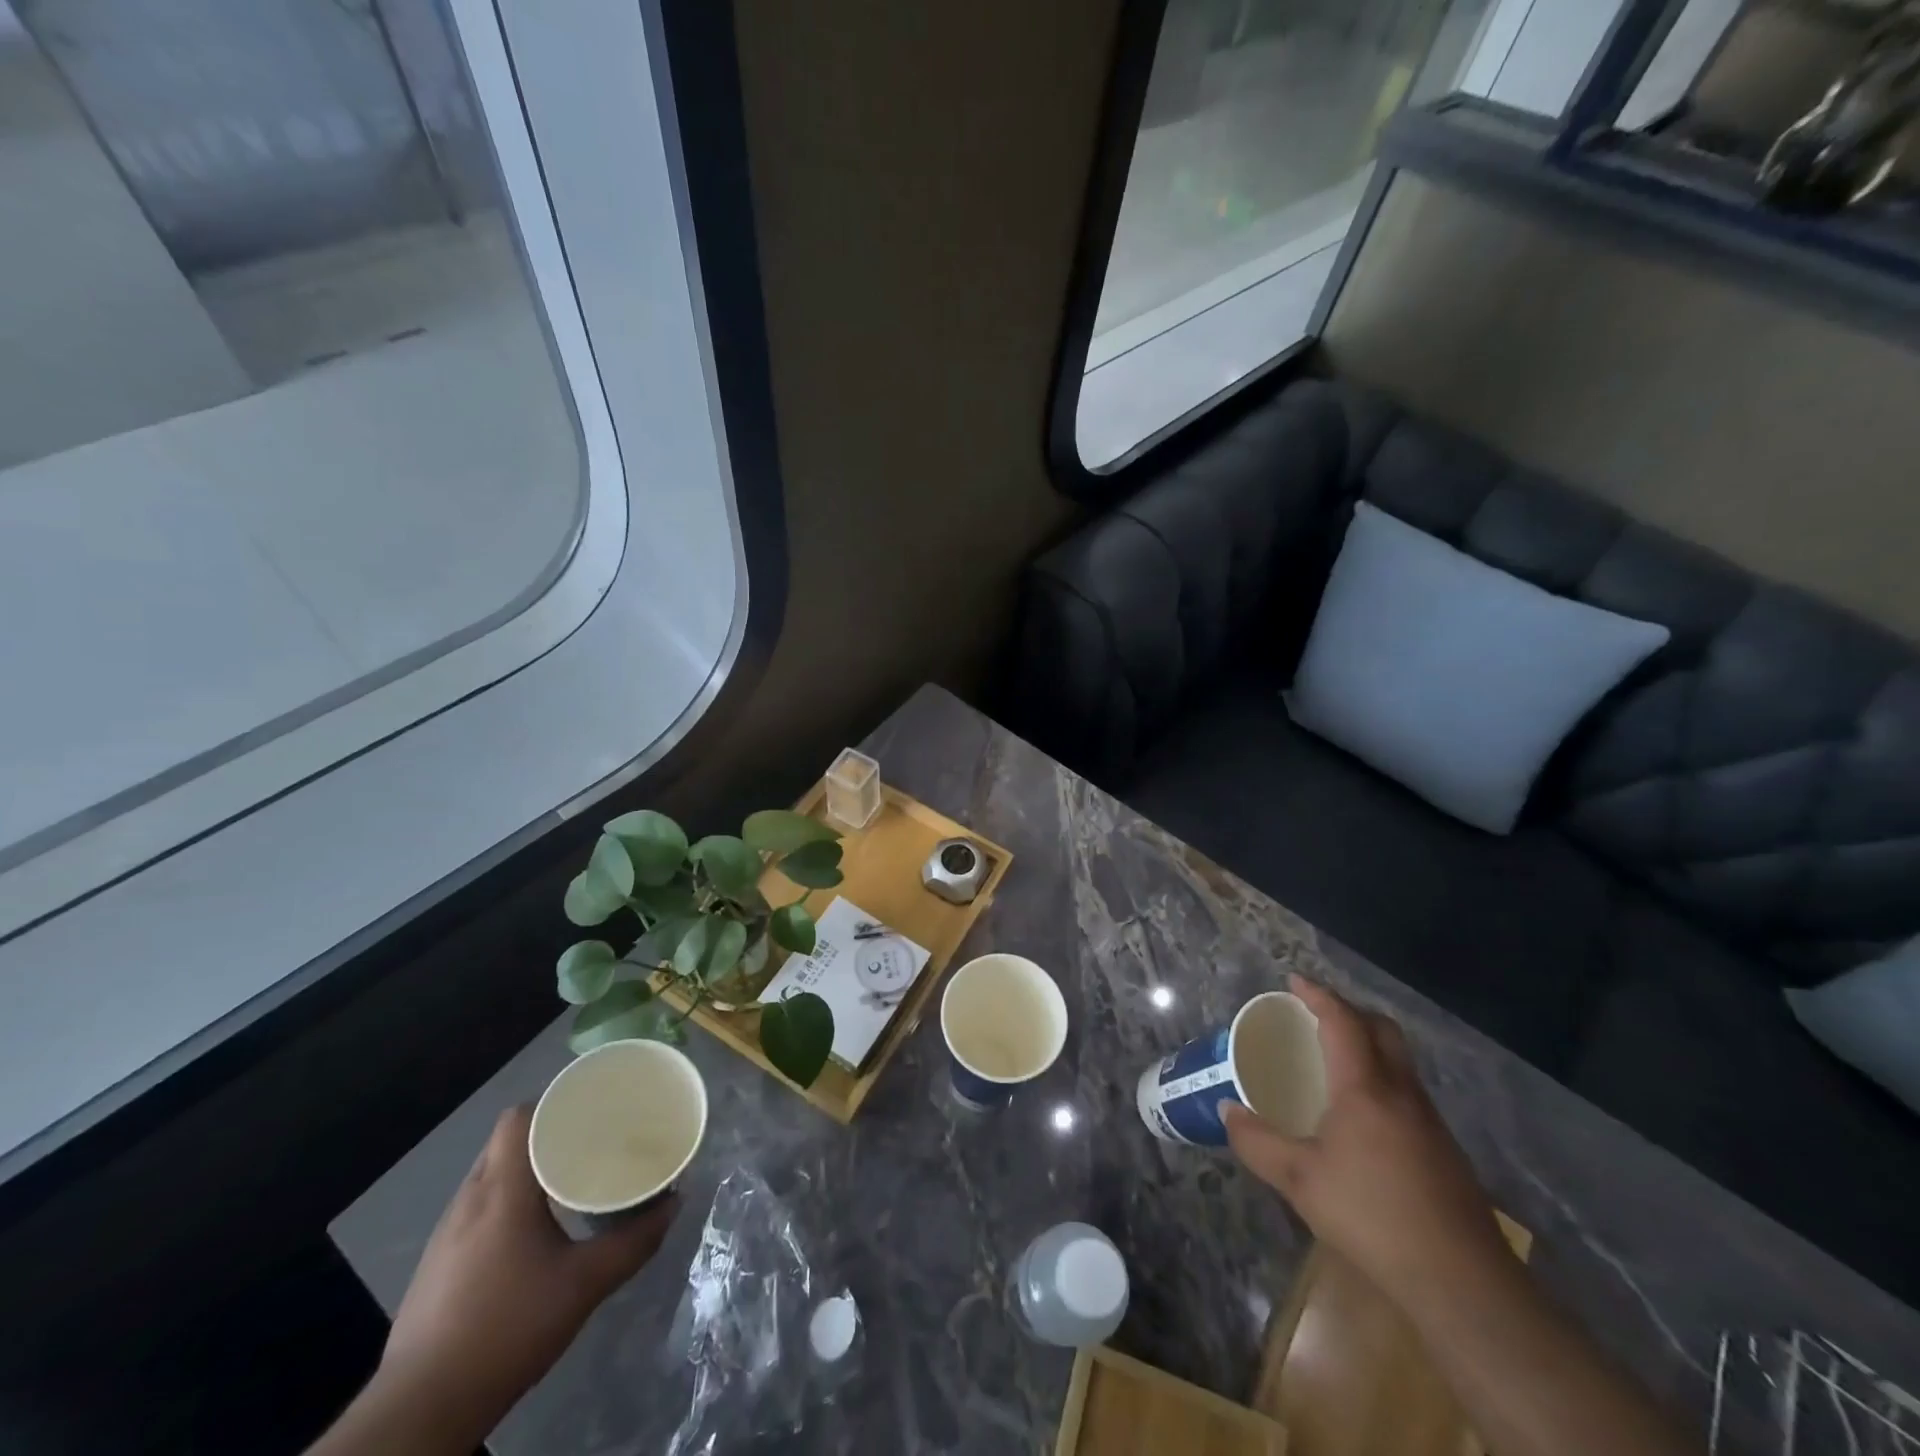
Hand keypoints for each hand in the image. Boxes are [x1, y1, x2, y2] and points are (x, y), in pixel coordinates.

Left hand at [374, 1105, 677, 1445]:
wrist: (420, 1411)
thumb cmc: (507, 1329)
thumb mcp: (584, 1284)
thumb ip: (634, 1241)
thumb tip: (674, 1203)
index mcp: (502, 1190)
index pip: (519, 1117)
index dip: (554, 1102)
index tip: (591, 1107)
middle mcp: (469, 1198)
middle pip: (507, 1140)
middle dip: (549, 1132)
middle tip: (592, 1139)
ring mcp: (447, 1232)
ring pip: (492, 1172)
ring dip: (528, 1166)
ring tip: (570, 1176)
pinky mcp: (437, 1262)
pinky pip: (479, 1204)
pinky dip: (509, 1197)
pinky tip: (533, 1227)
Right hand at [1223, 977, 1508, 1305]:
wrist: (1463, 1284)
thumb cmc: (1372, 1217)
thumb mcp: (1299, 1181)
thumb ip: (1258, 1142)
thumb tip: (1227, 1111)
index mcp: (1365, 1088)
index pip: (1343, 1021)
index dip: (1318, 995)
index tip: (1294, 981)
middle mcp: (1402, 1093)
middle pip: (1383, 1030)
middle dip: (1350, 1011)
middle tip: (1316, 1014)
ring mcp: (1430, 1122)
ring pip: (1400, 1062)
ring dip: (1369, 1045)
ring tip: (1334, 1060)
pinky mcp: (1445, 1152)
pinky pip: (1408, 1093)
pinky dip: (1381, 1080)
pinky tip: (1363, 1116)